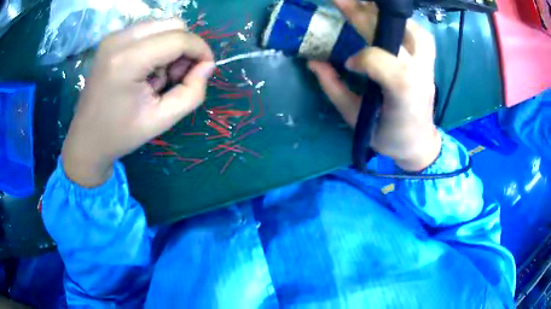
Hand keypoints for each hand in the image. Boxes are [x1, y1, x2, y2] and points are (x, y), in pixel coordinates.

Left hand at [62, 19, 214, 186]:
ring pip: (162, 25)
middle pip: (173, 24)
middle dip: (185, 47)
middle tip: (177, 76)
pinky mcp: (112, 40)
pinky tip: (146, 71)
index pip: (179, 38)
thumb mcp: (162, 120)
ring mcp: (113, 37)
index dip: (201, 50)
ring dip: (170, 47)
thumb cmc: (121, 134)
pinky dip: (157, 47)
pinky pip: (148, 31)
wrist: (86, 140)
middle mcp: (118, 39)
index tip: (206, 69)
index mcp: (127, 60)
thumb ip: (192, 92)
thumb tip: (207, 65)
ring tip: (158, 78)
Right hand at [308, 0, 440, 171]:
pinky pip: (422, 37)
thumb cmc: (388, 136)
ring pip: (414, 30)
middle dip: (364, 14)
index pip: (380, 60)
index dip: (361, 58)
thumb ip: (334, 89)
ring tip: (367, 9)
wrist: (419, 143)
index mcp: (402, 93)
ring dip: (389, 17)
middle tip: (340, 1)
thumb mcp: (356, 119)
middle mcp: (420, 74)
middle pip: (393, 34)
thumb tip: (313, 62)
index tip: (347, 65)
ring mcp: (428, 67)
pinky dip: (406, 25)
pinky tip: (388, 24)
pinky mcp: (430, 65)